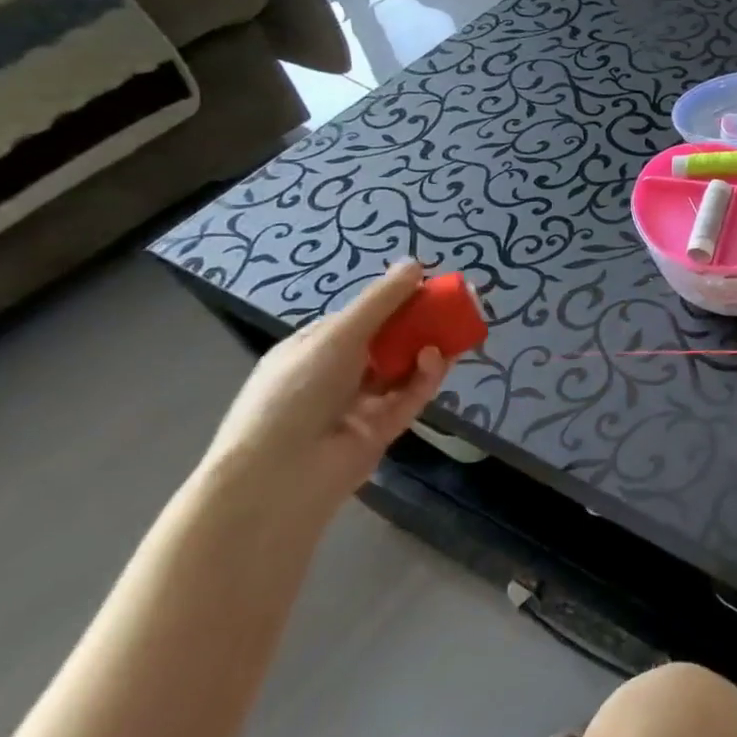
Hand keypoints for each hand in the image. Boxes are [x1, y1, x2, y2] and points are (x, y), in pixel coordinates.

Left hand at [203, 262, 450, 511]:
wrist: (281, 473)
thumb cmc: (297, 392)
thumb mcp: (337, 336)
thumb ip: (381, 301)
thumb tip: (415, 263)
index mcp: (314, 348)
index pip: (362, 317)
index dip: (395, 300)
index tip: (429, 286)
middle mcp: (337, 373)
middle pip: (388, 340)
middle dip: (420, 323)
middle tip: (454, 306)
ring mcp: (360, 402)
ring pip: (404, 367)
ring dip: (425, 348)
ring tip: (451, 332)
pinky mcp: (383, 427)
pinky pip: (411, 395)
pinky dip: (426, 376)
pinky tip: (437, 359)